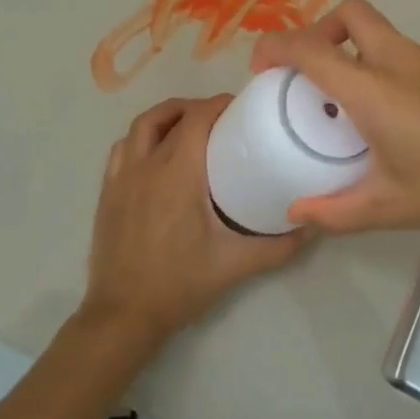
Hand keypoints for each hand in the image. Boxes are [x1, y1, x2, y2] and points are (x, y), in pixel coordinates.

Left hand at [79, 95, 304, 348]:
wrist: (123, 314)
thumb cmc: (180, 284)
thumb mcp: (235, 265)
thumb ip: (278, 246)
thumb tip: (311, 227)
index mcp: (176, 173)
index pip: (196, 118)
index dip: (218, 104)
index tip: (240, 107)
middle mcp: (145, 165)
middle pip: (165, 114)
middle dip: (193, 107)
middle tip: (218, 117)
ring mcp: (120, 178)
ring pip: (139, 128)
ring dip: (164, 119)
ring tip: (188, 129)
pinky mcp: (107, 193)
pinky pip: (122, 149)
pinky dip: (141, 140)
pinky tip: (156, 156)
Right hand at [249, 0, 419, 235]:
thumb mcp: (392, 207)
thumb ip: (337, 211)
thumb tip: (296, 213)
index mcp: (374, 90)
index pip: (311, 49)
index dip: (276, 48)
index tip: (260, 69)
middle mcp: (400, 62)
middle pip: (351, 14)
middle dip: (319, 30)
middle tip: (307, 73)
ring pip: (380, 32)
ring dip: (352, 50)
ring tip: (346, 103)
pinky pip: (405, 54)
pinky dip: (382, 66)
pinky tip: (393, 117)